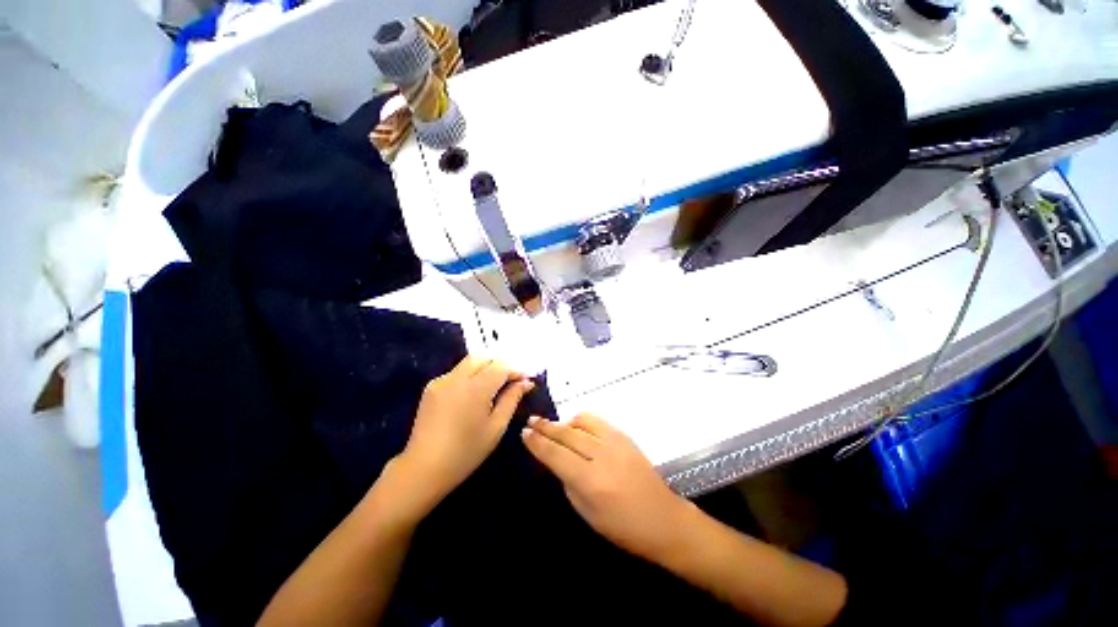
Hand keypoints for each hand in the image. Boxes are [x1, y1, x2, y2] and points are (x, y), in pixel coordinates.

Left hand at [396, 356, 534, 513]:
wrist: (423, 469)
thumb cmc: (466, 451)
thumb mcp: (496, 427)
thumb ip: (512, 399)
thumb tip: (525, 382)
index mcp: (475, 388)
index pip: (500, 366)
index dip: (515, 370)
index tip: (525, 381)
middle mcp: (457, 378)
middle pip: (483, 357)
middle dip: (499, 365)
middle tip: (510, 381)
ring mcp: (441, 381)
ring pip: (469, 362)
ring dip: (485, 368)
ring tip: (494, 386)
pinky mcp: (431, 387)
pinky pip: (457, 373)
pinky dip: (470, 375)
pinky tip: (473, 394)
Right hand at [521, 413, 692, 560]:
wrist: (663, 518)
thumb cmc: (622, 527)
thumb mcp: (587, 513)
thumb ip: (569, 481)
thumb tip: (556, 459)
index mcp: (590, 480)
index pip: (556, 455)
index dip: (538, 443)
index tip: (524, 433)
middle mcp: (602, 455)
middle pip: (567, 434)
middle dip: (546, 427)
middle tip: (532, 421)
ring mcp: (615, 442)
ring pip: (582, 422)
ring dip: (564, 421)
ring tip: (554, 425)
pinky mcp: (625, 436)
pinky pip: (598, 421)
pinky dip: (583, 420)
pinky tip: (577, 425)